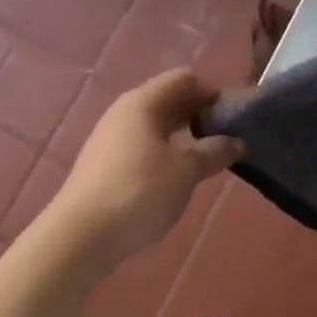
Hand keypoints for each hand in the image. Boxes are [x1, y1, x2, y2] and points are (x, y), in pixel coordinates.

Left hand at [51, 69, 242, 264]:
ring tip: (202, 163)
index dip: (210, 93)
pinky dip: (162, 154)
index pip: (183, 79)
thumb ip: (214, 152)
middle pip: (167, 100)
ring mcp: (110, 138)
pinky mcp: (103, 164)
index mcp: (142, 102)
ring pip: (154, 125)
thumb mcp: (186, 172)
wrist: (80, 237)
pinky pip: (141, 146)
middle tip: (222, 142)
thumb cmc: (139, 192)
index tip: (231, 120)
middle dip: (197, 116)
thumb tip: (237, 142)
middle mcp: (123, 111)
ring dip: (181, 137)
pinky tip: (173, 180)